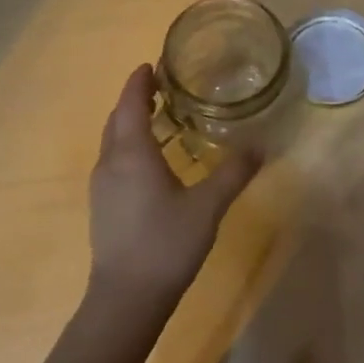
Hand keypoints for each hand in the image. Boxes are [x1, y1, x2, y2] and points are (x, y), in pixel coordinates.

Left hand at [87, 65, 261, 314]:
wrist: (126, 298)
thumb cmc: (166, 243)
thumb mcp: (208, 206)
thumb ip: (234, 172)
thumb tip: (262, 144)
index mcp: (132, 154)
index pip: (131, 104)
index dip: (139, 82)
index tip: (152, 64)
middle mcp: (110, 163)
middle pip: (117, 119)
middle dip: (135, 99)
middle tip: (161, 87)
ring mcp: (101, 187)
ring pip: (112, 142)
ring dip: (131, 123)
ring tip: (159, 118)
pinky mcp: (103, 206)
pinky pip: (114, 161)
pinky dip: (129, 146)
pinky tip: (152, 161)